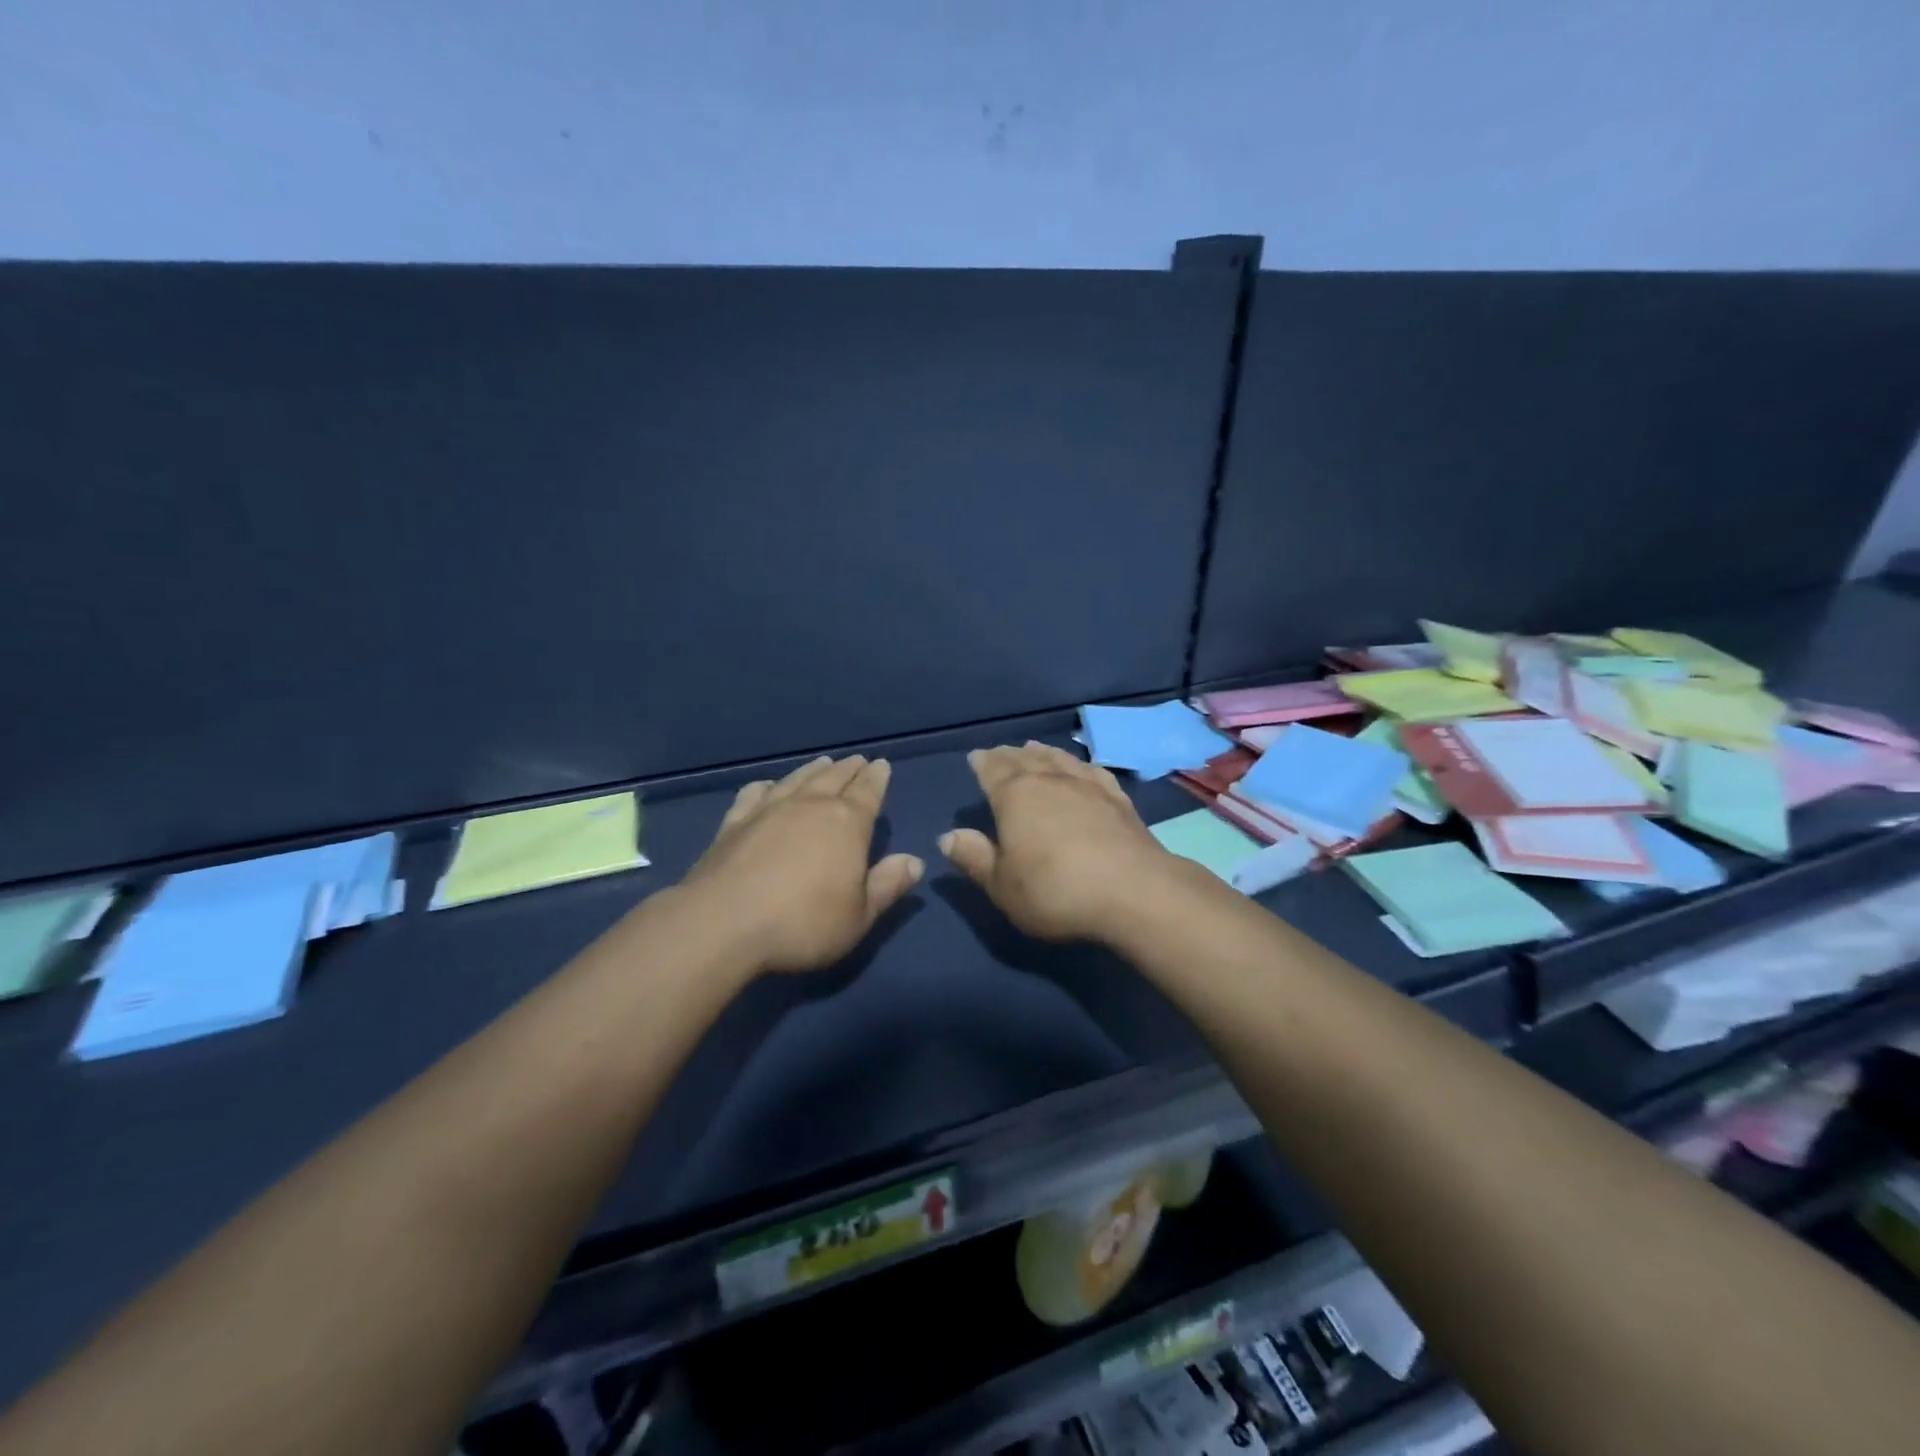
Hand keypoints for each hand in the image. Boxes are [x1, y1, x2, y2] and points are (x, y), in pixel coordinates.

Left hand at [682, 755, 923, 973]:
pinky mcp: (734, 823)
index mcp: (847, 823)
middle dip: (850, 769)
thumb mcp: (859, 916)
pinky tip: (767, 786)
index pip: (868, 791)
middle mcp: (810, 806)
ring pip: (797, 779)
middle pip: (834, 778)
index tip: (882, 765)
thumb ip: (887, 886)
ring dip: (813, 770)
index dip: (877, 778)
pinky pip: (754, 794)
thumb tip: (914, 860)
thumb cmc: (803, 923)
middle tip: (858, 761)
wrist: (723, 924)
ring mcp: (768, 810)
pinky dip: (766, 786)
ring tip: (823, 763)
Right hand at [939, 741, 1177, 941]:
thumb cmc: (1055, 891)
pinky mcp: (1118, 799)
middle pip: (1025, 759)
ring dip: (1043, 753)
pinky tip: (1081, 767)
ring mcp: (1088, 786)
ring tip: (1034, 748)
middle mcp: (1050, 781)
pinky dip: (1080, 765)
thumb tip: (948, 836)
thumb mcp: (1003, 886)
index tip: (976, 757)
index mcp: (1015, 797)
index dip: (982, 763)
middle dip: (1010, 755)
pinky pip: (1093, 771)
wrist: (1133, 892)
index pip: (993, 770)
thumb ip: (975, 858)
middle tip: (1001, 751)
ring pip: (1059, 759)